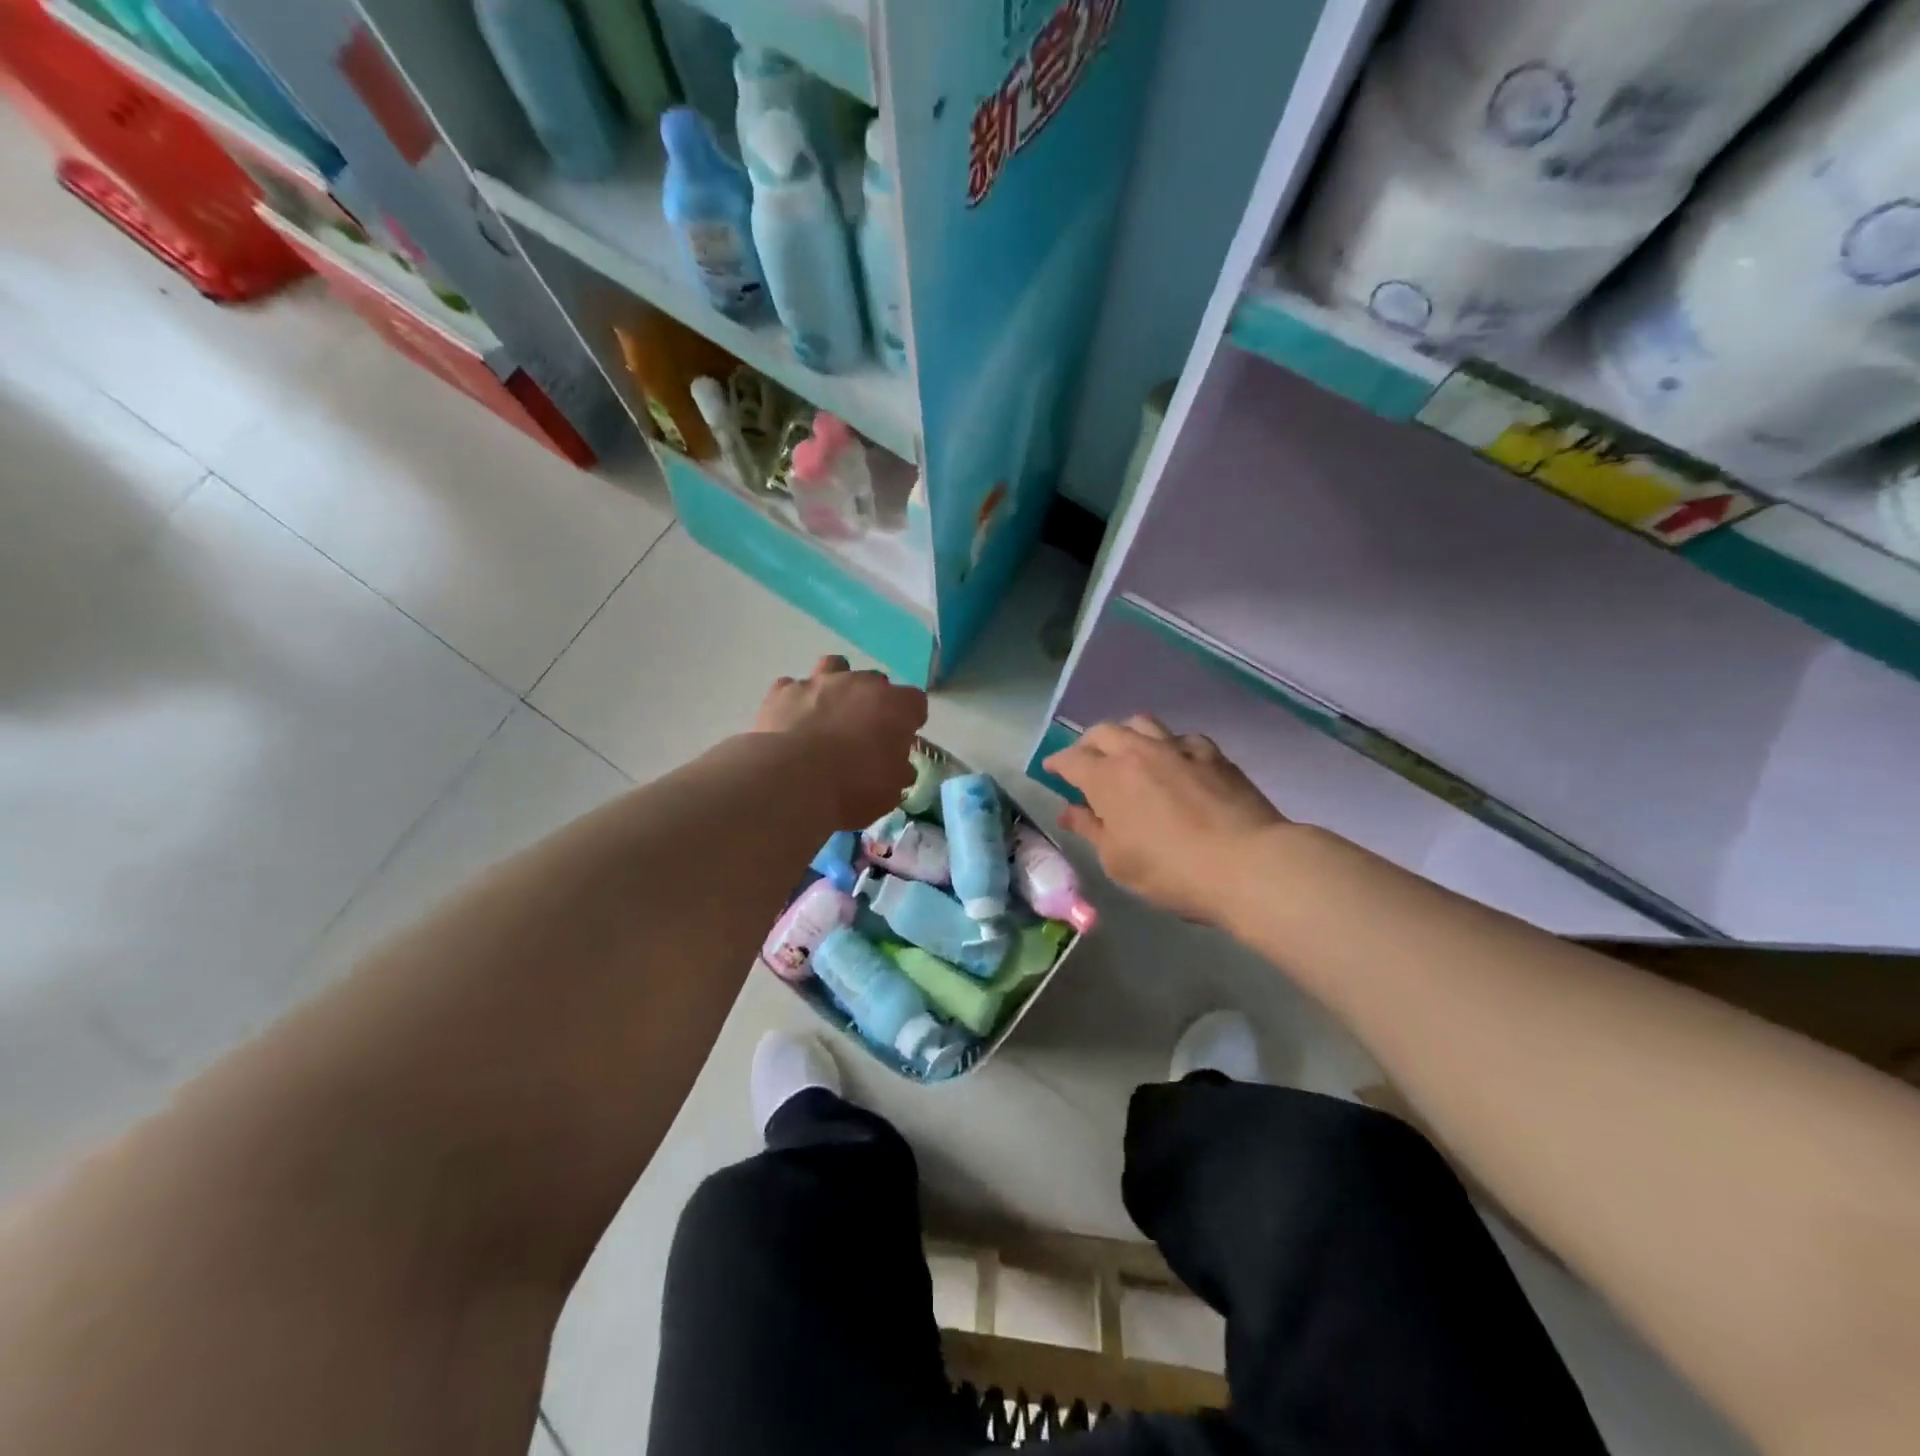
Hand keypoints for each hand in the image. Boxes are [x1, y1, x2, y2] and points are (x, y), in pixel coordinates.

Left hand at [755, 656, 927, 823]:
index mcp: (895, 706)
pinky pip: (793, 687)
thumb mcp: (890, 792)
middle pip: (876, 682)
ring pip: (835, 667)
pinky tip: (793, 720)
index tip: (902, 741)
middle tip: (864, 732)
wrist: (792, 782)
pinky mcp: (783, 691)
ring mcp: (819, 682)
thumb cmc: (853, 788)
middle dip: (873, 703)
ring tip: (829, 712)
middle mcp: (860, 684)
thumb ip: (898, 771)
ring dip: (836, 686)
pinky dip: (796, 701)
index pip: (915, 703)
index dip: (910, 721)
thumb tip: (898, 766)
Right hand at [1045, 716, 1286, 922]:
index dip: (1057, 763)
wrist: (1247, 863)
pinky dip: (1168, 746)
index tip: (1051, 770)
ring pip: (1142, 723)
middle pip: (1104, 731)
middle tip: (1086, 762)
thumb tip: (1070, 811)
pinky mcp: (1212, 754)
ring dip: (1126, 734)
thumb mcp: (1118, 861)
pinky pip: (1181, 738)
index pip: (1071, 759)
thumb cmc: (1171, 871)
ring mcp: (1178, 748)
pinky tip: (1174, 763)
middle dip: (1088, 744)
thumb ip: (1091, 829)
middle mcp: (1138, 752)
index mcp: (1107, 778)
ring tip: (1127, 753)